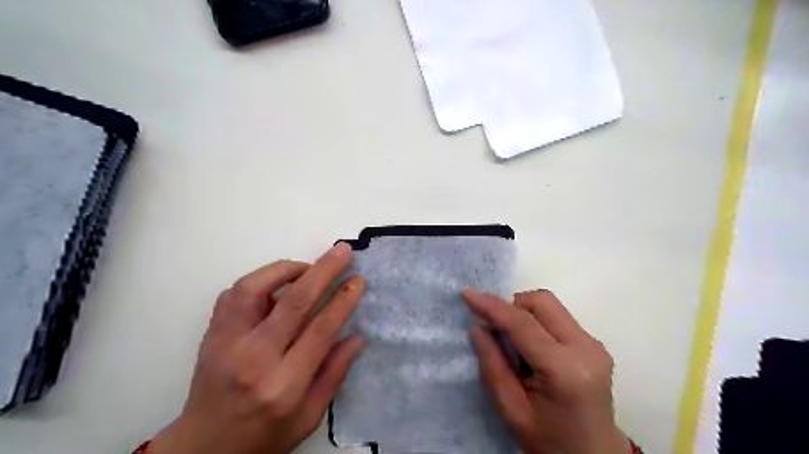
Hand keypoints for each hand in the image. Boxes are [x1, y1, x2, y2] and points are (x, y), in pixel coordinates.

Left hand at [146, 245, 366, 452]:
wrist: (204, 448)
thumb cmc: (264, 435)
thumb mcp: (310, 417)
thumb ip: (335, 374)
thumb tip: (358, 337)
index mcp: (284, 384)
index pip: (320, 330)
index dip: (343, 301)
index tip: (358, 281)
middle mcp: (254, 359)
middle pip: (293, 302)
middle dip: (323, 270)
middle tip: (342, 251)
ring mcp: (227, 343)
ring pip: (255, 288)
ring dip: (287, 269)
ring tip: (308, 268)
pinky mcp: (212, 335)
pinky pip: (234, 294)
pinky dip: (260, 279)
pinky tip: (277, 283)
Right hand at [465, 288, 628, 453]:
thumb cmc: (549, 441)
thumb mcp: (512, 410)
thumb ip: (493, 366)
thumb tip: (477, 327)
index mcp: (566, 370)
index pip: (523, 324)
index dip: (492, 306)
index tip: (467, 295)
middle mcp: (586, 349)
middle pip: (542, 302)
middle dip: (511, 305)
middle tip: (493, 327)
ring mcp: (594, 344)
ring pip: (550, 306)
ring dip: (523, 312)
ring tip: (511, 341)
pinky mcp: (594, 344)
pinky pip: (557, 317)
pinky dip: (536, 321)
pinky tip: (529, 346)